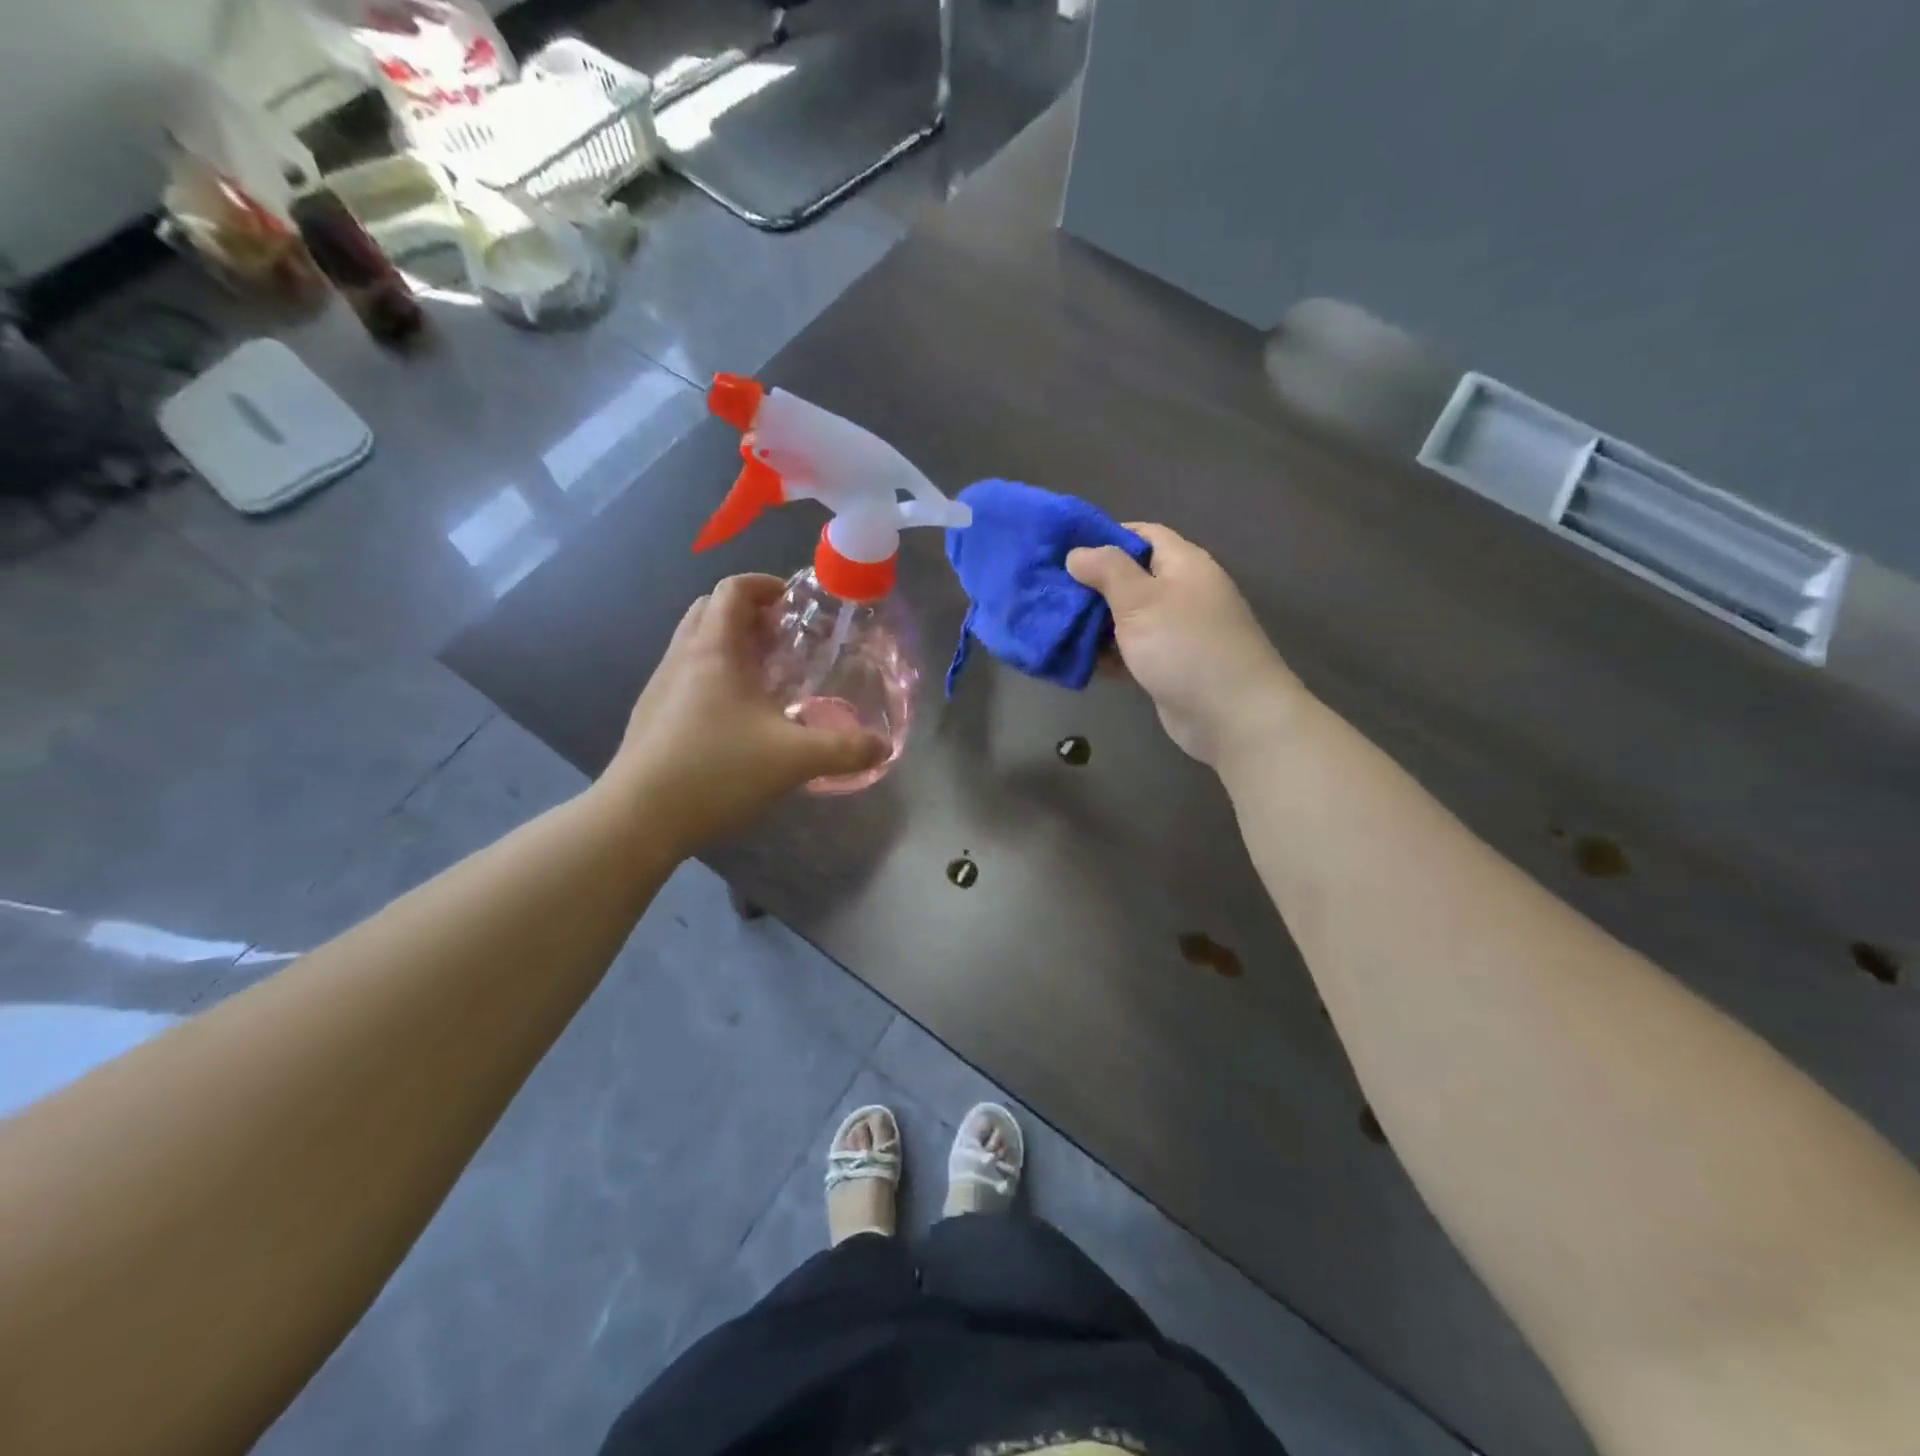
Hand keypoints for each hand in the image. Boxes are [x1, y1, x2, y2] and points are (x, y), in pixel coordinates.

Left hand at [602, 575, 886, 852]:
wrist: (637, 819)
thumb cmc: (716, 771)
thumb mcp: (793, 759)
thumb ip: (844, 749)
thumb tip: (884, 747)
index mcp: (713, 650)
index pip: (733, 589)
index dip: (765, 585)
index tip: (794, 603)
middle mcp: (681, 657)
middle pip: (709, 610)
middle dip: (748, 614)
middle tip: (783, 640)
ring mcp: (659, 687)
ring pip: (694, 644)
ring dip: (729, 646)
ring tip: (765, 679)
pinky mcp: (650, 716)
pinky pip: (685, 676)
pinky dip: (713, 677)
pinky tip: (736, 719)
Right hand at [1068, 523, 1304, 766]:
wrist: (1231, 715)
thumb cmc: (1184, 646)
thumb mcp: (1140, 600)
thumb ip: (1107, 571)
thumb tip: (1077, 552)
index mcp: (1183, 564)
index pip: (1143, 535)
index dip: (1104, 538)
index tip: (1065, 551)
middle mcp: (1182, 592)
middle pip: (1131, 578)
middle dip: (1092, 586)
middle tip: (1050, 594)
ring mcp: (1177, 631)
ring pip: (1127, 618)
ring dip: (1095, 624)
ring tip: (1055, 627)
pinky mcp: (1169, 665)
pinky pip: (1132, 650)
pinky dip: (1108, 653)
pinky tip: (1078, 660)